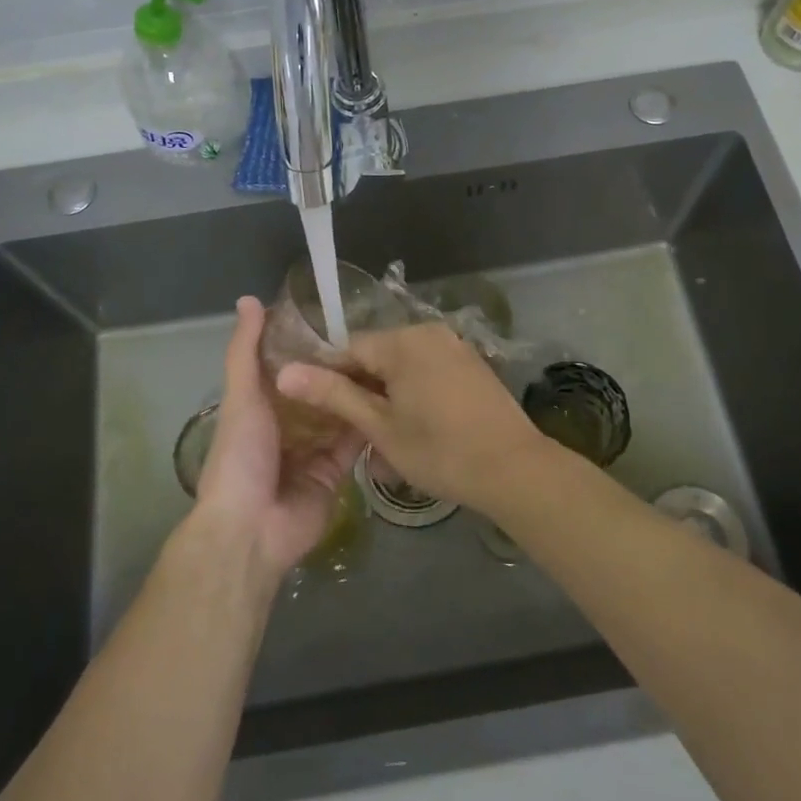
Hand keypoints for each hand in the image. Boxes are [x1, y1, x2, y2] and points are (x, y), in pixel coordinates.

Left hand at [191, 297, 365, 579]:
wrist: (252, 528)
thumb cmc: (241, 456)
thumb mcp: (242, 395)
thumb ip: (245, 350)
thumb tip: (248, 299)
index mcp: (261, 406)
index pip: (289, 366)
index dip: (310, 343)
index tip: (339, 316)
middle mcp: (287, 426)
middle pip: (319, 390)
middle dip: (341, 369)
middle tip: (375, 340)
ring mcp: (313, 451)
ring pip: (340, 414)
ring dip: (359, 393)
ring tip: (390, 362)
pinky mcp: (335, 473)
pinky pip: (356, 444)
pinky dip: (370, 425)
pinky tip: (393, 400)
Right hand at [275, 322, 544, 514]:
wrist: (514, 468)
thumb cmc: (440, 451)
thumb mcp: (381, 427)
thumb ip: (335, 395)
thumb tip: (286, 372)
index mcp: (402, 341)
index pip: (348, 348)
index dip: (329, 378)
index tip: (318, 412)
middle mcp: (428, 331)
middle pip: (377, 354)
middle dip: (361, 388)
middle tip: (354, 432)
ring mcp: (454, 345)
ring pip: (403, 364)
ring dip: (387, 394)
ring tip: (383, 437)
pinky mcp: (471, 362)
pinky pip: (428, 368)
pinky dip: (414, 391)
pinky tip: (416, 426)